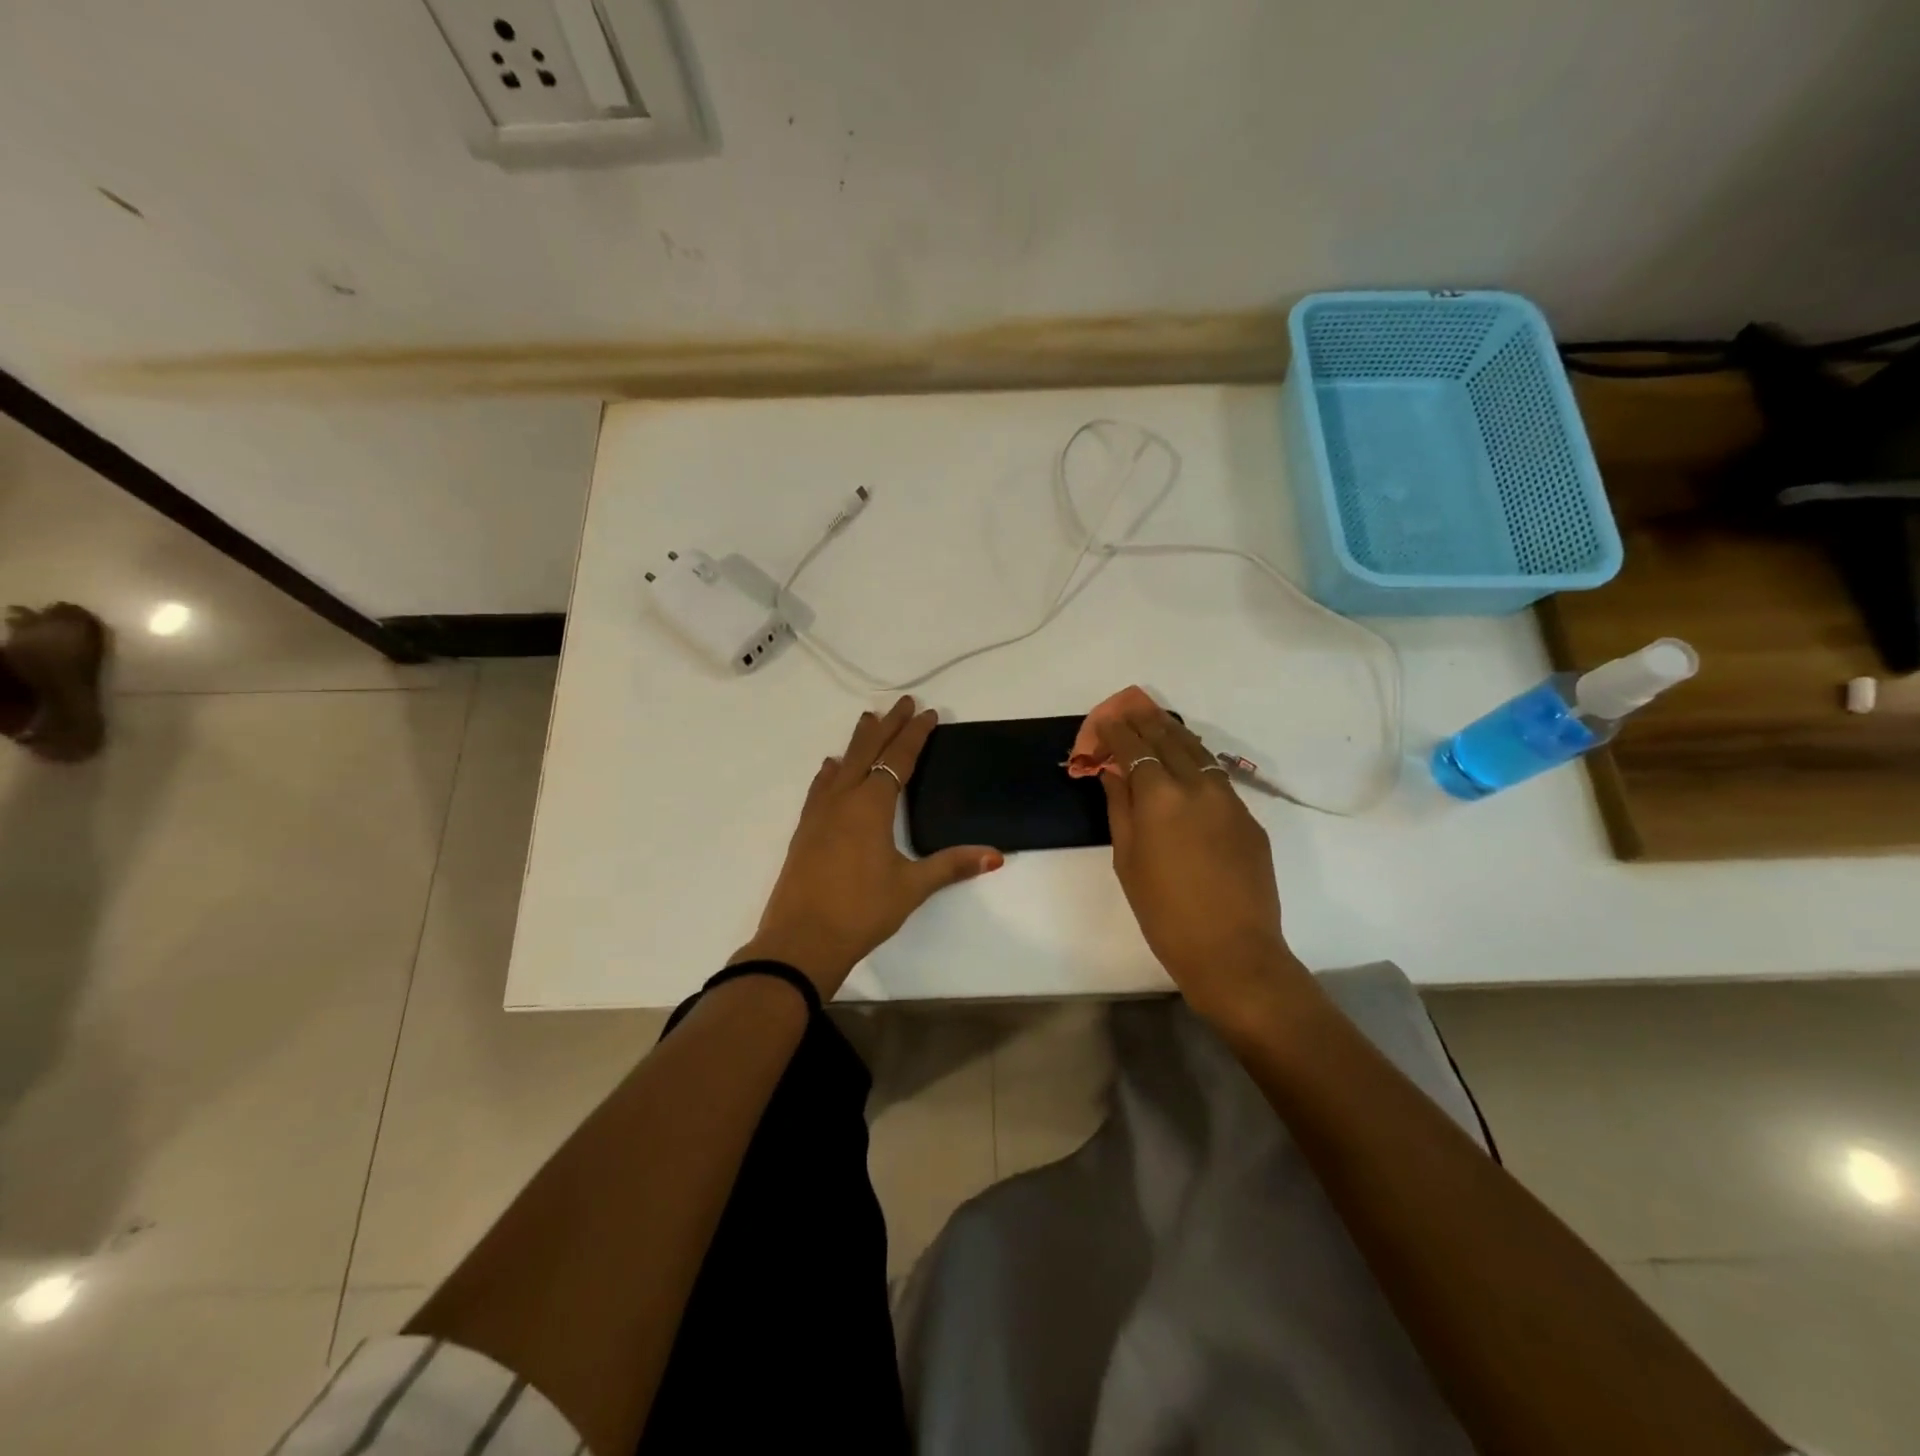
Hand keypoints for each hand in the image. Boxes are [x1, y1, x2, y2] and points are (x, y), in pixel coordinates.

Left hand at [736, 696, 1002, 997]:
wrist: (801, 940)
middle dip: (887, 726)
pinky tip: (830, 768)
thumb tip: (996, 855)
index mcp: (871, 806)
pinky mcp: (804, 831)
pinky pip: (820, 788)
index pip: (898, 759)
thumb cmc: (861, 911)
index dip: (914, 735)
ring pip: (841, 765)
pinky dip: (831, 772)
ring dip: (857, 741)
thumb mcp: (912, 887)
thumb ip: (952, 865)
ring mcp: (819, 814)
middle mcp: (843, 800)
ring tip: (867, 720)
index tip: (927, 713)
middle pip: (867, 751)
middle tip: (901, 703)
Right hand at [1097, 703, 1303, 1020]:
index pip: (1134, 748)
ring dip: (1174, 733)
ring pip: (1199, 751)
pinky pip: (1218, 776)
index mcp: (1160, 796)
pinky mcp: (1249, 818)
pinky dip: (1197, 761)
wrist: (1233, 952)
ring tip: (1157, 722)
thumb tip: (1113, 773)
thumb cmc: (1164, 913)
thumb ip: (1120, 807)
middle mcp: (1197, 785)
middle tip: (1129, 707)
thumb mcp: (1127, 860)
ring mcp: (1229, 799)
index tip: (1104, 719)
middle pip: (1169, 738)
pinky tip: (1188, 765)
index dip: (1116, 730)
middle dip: (1146, 720)